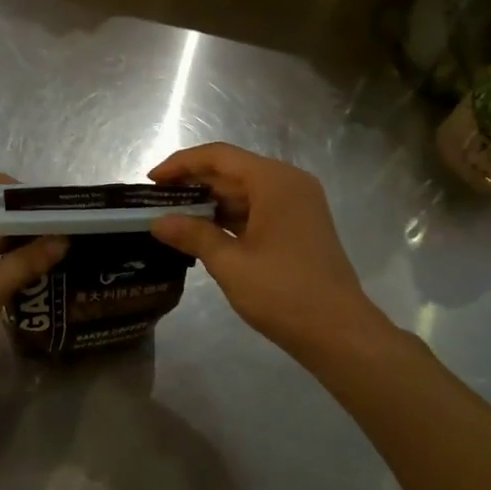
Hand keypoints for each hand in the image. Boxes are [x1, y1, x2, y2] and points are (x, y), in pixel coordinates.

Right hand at [148, 143, 395, 364]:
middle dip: (194, 183)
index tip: (151, 180)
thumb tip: (157, 222)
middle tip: (156, 201)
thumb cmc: (284, 292)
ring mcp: (299, 205)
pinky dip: (230, 217)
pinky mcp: (300, 227)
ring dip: (210, 202)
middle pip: (233, 171)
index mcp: (275, 181)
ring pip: (245, 191)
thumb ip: (193, 235)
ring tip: (173, 217)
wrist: (340, 333)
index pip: (219, 156)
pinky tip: (204, 233)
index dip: (181, 164)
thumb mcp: (230, 263)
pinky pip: (258, 209)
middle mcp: (289, 183)